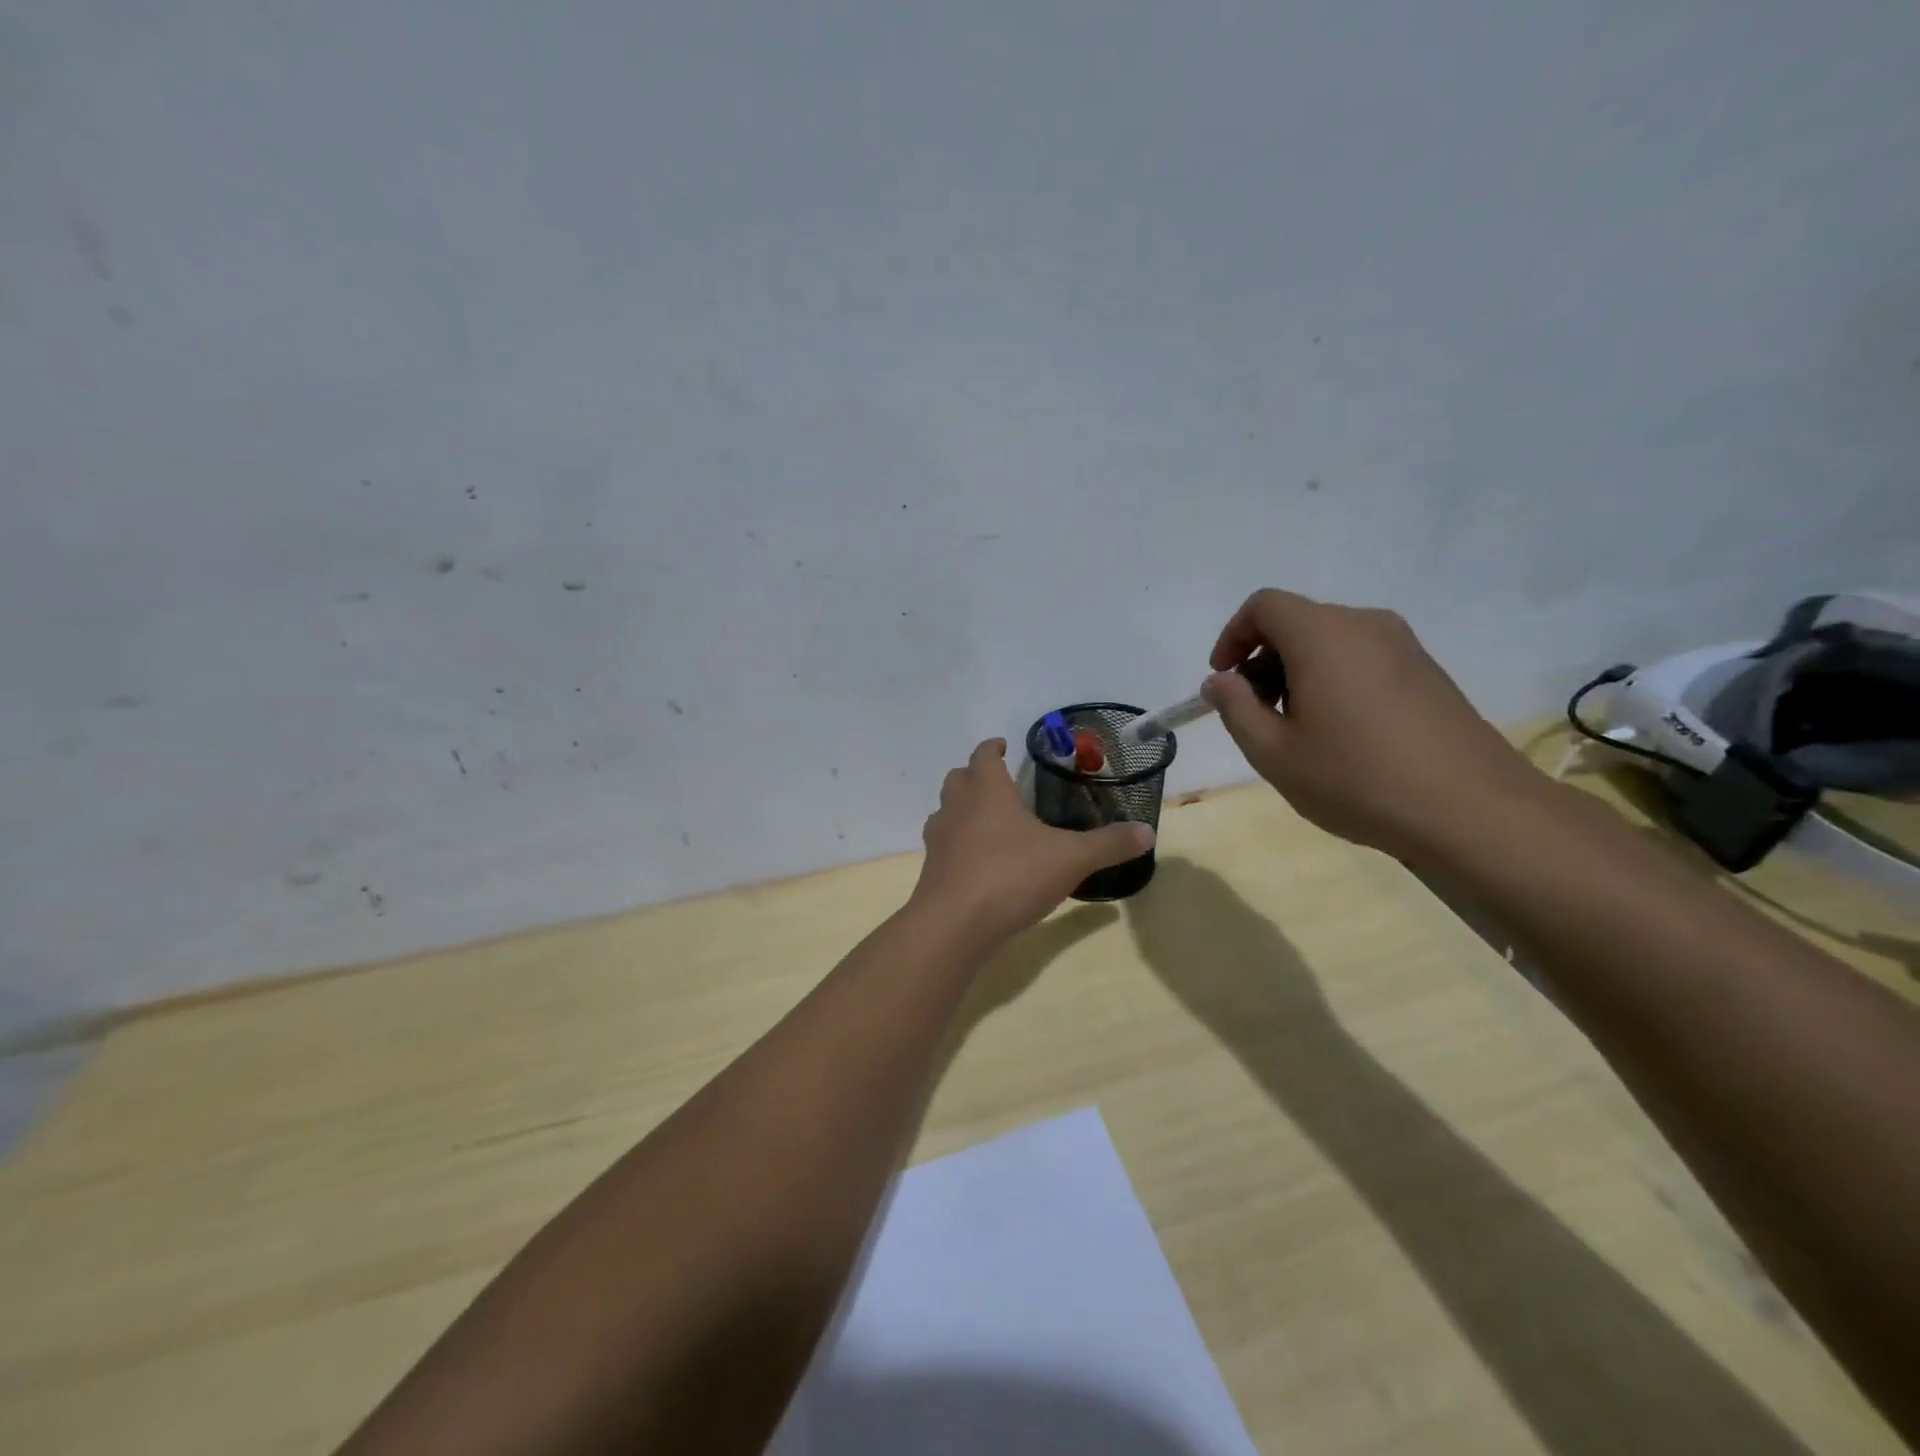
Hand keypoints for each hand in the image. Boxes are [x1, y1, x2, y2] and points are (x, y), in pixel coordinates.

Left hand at [910, 739, 1152, 946]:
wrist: (954, 925)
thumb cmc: (1012, 876)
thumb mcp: (1071, 859)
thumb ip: (1108, 844)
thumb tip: (1148, 831)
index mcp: (988, 792)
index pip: (984, 756)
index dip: (992, 748)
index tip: (1002, 745)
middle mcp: (957, 808)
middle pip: (958, 778)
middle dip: (974, 775)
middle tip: (997, 782)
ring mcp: (939, 840)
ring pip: (945, 811)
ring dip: (961, 809)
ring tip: (986, 821)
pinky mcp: (932, 871)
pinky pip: (943, 846)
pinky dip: (957, 844)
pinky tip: (978, 862)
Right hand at [1201, 589, 1546, 859]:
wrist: (1473, 810)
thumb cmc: (1358, 779)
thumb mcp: (1275, 753)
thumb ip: (1235, 709)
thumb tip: (1219, 681)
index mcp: (1323, 635)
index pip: (1264, 605)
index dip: (1233, 636)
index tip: (1224, 680)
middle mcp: (1365, 625)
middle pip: (1297, 622)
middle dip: (1263, 660)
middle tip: (1255, 714)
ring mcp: (1403, 646)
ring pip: (1330, 640)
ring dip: (1297, 672)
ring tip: (1297, 729)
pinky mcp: (1427, 671)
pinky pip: (1363, 658)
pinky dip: (1334, 679)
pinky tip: (1340, 733)